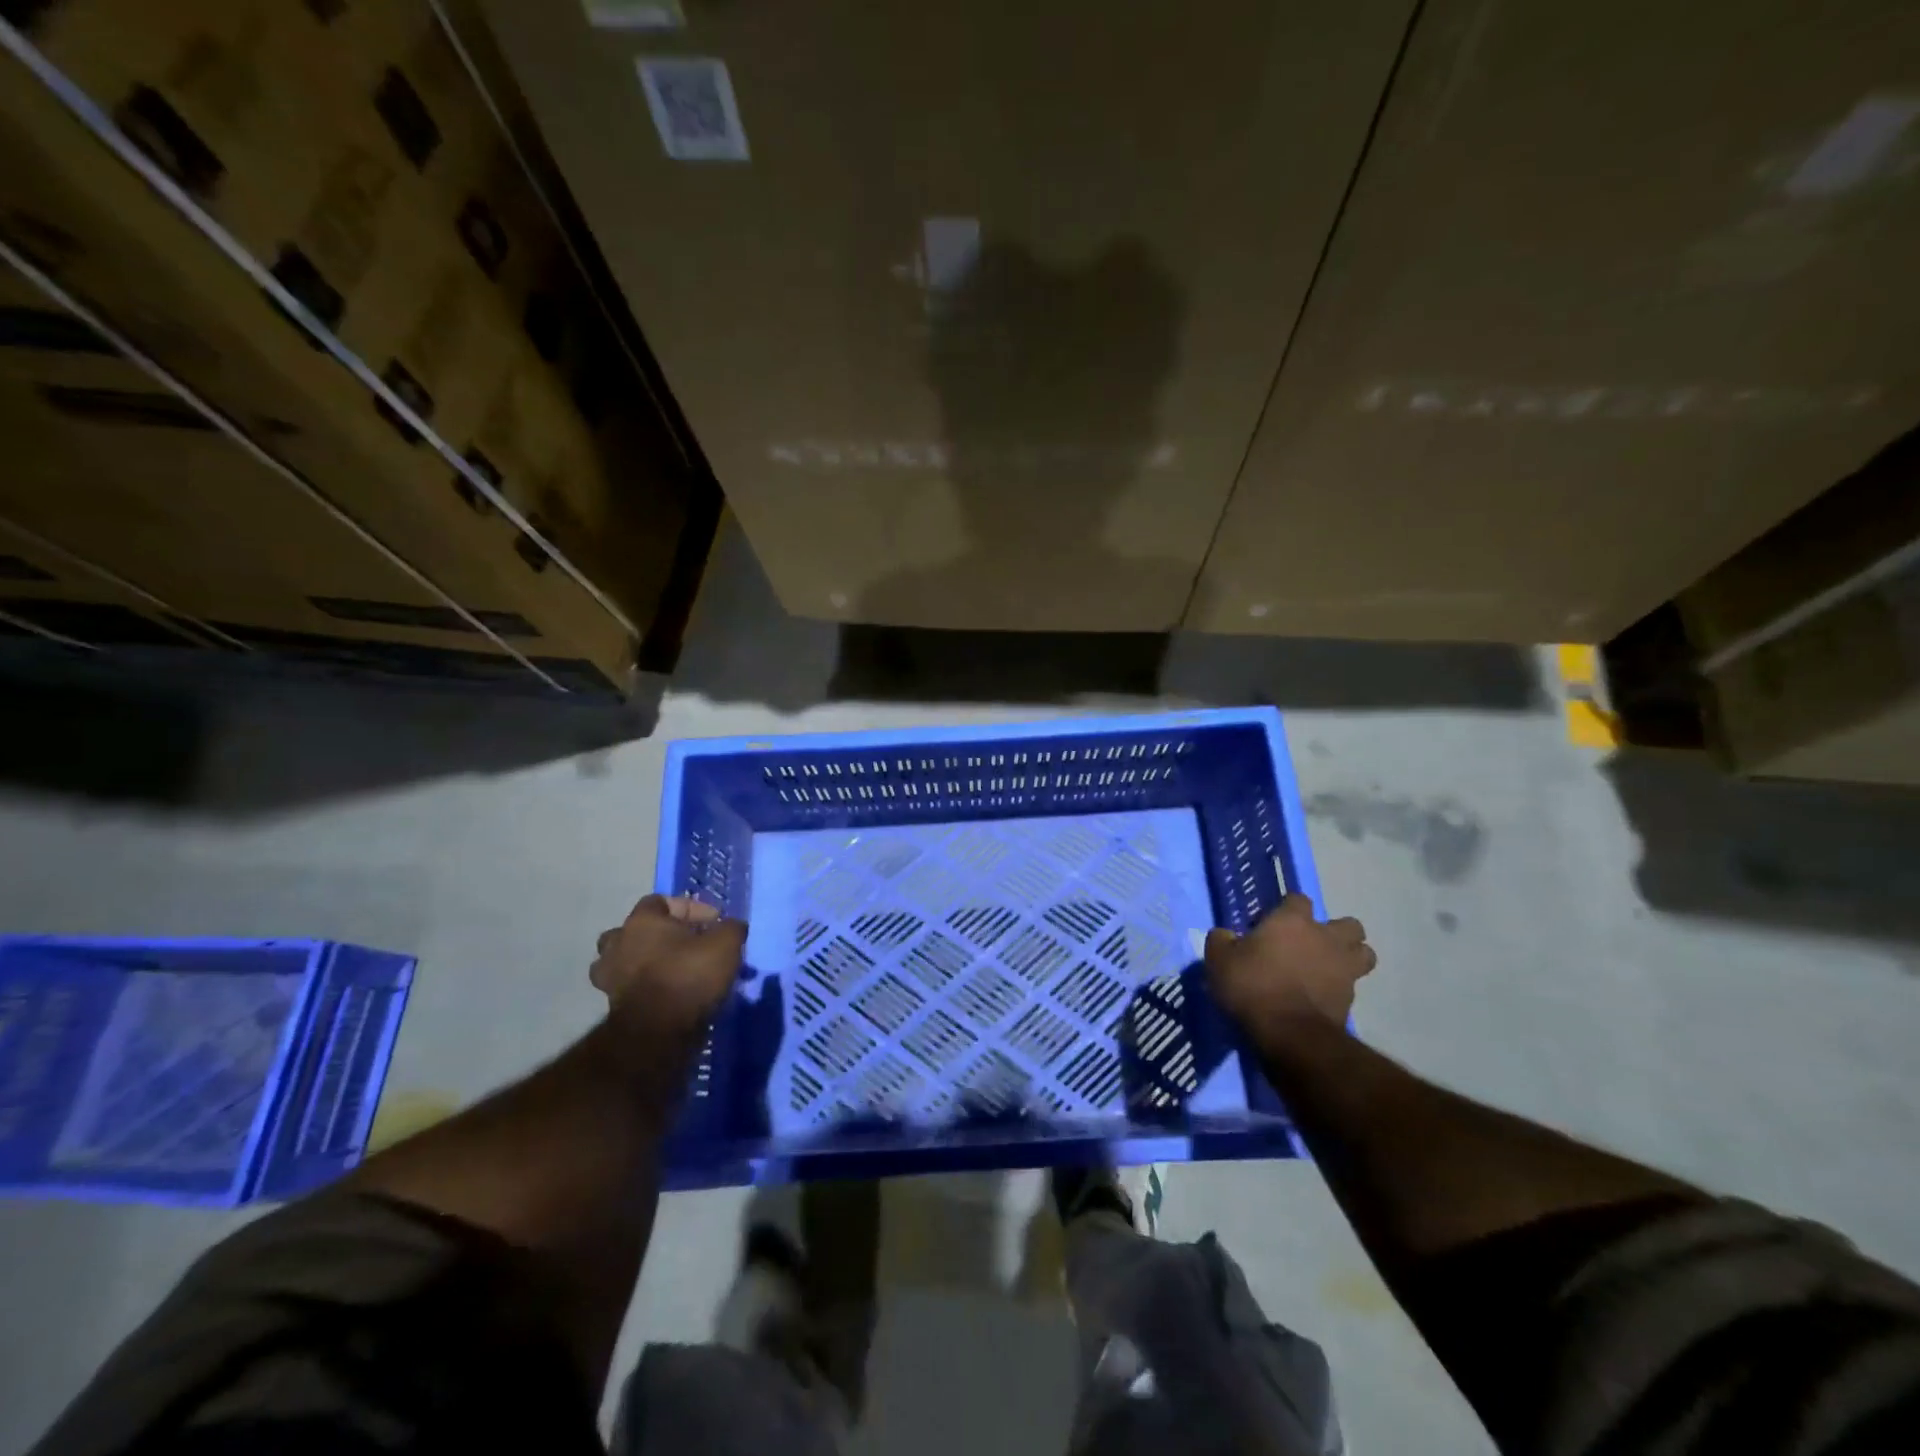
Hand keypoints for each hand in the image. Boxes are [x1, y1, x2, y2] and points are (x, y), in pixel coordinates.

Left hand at [591, 894, 746, 1034]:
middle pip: (635, 929)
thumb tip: (732, 926)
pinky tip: (666, 992)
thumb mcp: (725, 944)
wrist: (657, 1033)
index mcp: (641, 921)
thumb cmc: (689, 976)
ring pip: (624, 959)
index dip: (691, 908)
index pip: (661, 901)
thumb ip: (730, 928)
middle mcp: (618, 943)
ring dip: (644, 961)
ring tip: (670, 969)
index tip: (714, 923)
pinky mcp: (612, 1005)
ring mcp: (609, 976)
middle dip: (660, 934)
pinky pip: (628, 986)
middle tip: (686, 944)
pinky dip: (643, 986)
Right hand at [1205, 894, 1374, 1038]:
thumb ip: (1222, 941)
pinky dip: (1341, 988)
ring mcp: (1344, 968)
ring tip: (1329, 968)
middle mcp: (1326, 938)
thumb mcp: (1219, 960)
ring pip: (1364, 953)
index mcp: (1293, 921)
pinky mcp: (1352, 1000)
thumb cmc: (1253, 987)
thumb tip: (1225, 935)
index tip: (1271, 924)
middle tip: (1311, 945)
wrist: (1289, 1034)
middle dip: (1335, 932)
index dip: (1287, 909)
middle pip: (1348, 924)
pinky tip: (1323, 996)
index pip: (1298, 899)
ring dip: (1350, 957)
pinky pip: (1353, 986)